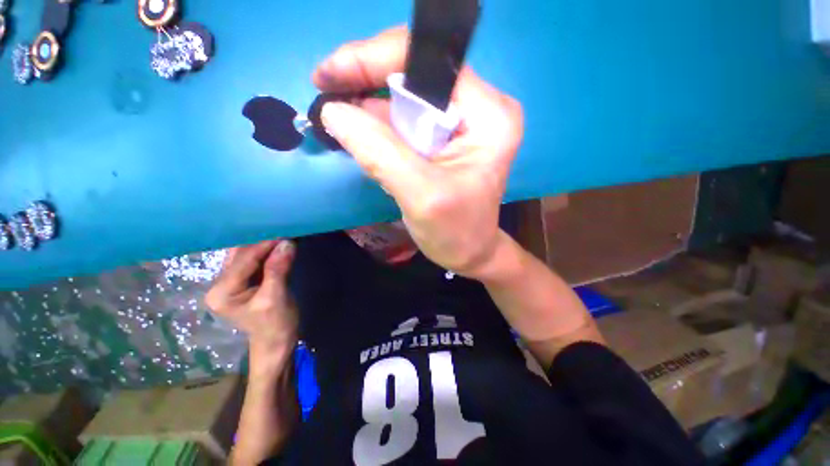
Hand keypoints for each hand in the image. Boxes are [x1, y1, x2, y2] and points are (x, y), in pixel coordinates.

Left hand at [205, 240, 297, 351]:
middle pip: (239, 256)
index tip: (284, 232)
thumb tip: (287, 243)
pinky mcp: (241, 282)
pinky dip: (265, 253)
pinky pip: (252, 262)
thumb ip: (278, 269)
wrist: (276, 342)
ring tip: (282, 235)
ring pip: (245, 256)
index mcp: (221, 292)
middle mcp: (219, 285)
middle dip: (262, 242)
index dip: (264, 245)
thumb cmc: (275, 324)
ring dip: (264, 246)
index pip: (243, 260)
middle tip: (283, 231)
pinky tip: (277, 246)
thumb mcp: (276, 297)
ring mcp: (229, 284)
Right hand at [313, 26, 523, 279]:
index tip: (329, 74)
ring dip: (369, 103)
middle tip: (325, 88)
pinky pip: (407, 118)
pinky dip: (379, 122)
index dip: (374, 59)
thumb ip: (379, 153)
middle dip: (367, 80)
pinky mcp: (447, 136)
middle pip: (415, 74)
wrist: (470, 251)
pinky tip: (357, 128)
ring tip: (335, 109)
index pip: (429, 63)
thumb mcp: (420, 196)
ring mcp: (463, 121)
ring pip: (406, 96)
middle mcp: (480, 108)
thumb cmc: (456, 232)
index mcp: (488, 116)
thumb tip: (332, 111)